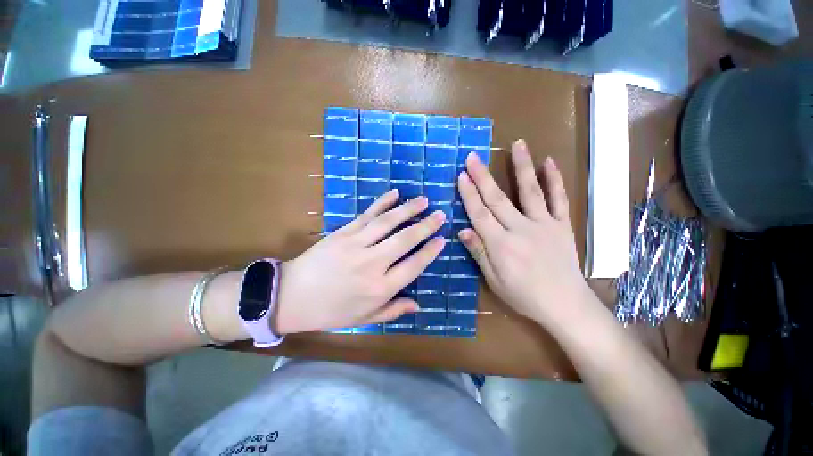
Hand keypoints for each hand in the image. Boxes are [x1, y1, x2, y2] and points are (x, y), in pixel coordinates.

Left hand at [273, 190, 445, 333]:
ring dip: (408, 210)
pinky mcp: (343, 232)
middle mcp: (372, 263)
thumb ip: (393, 310)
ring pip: (388, 223)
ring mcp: (357, 244)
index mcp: (380, 288)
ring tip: (423, 200)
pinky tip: (394, 194)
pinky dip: (382, 203)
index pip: (413, 265)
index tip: (442, 240)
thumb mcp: (364, 319)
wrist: (291, 296)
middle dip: (425, 226)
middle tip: (440, 215)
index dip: (430, 251)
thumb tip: (418, 305)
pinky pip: (367, 215)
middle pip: (405, 240)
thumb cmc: (331, 311)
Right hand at [456, 140, 587, 323]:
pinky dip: (555, 179)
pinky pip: (559, 199)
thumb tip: (462, 230)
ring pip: (530, 191)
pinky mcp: (561, 225)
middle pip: (497, 199)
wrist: (566, 305)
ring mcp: (544, 225)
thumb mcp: (494, 280)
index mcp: (501, 245)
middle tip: (473, 157)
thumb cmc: (524, 295)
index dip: (469, 194)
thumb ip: (479, 252)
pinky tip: (549, 161)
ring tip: (518, 144)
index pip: (480, 214)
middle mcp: (521, 230)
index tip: (461, 175)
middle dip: (483, 176)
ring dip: (522, 167)